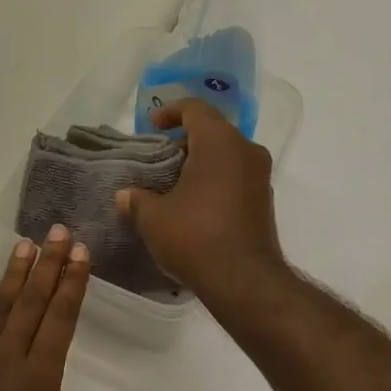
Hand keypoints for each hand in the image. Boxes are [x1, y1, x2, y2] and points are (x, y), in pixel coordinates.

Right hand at [114, 99, 287, 309]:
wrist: (244, 280)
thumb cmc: (195, 237)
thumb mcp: (154, 218)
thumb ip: (137, 200)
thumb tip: (125, 196)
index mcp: (220, 142)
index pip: (195, 109)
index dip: (170, 111)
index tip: (152, 125)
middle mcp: (246, 151)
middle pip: (213, 131)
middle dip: (185, 140)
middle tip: (160, 156)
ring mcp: (260, 177)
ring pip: (228, 154)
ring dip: (202, 161)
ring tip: (174, 181)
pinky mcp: (264, 201)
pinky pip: (237, 176)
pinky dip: (216, 179)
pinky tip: (195, 202)